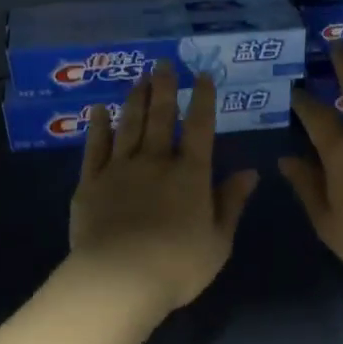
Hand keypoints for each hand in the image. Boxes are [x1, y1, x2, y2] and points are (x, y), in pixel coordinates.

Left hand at [68, 63, 259, 313]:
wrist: (119, 279)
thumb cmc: (177, 266)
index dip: (204, 100)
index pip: (201, 129)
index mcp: (191, 175)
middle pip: (161, 117)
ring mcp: (120, 169)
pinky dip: (98, 126)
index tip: (203, 77)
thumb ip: (231, 202)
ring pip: (129, 125)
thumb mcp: (218, 240)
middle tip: (164, 64)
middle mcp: (156, 162)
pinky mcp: (91, 182)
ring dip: (135, 99)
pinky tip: (99, 110)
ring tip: (139, 79)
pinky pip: (95, 147)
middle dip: (165, 88)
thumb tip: (251, 172)